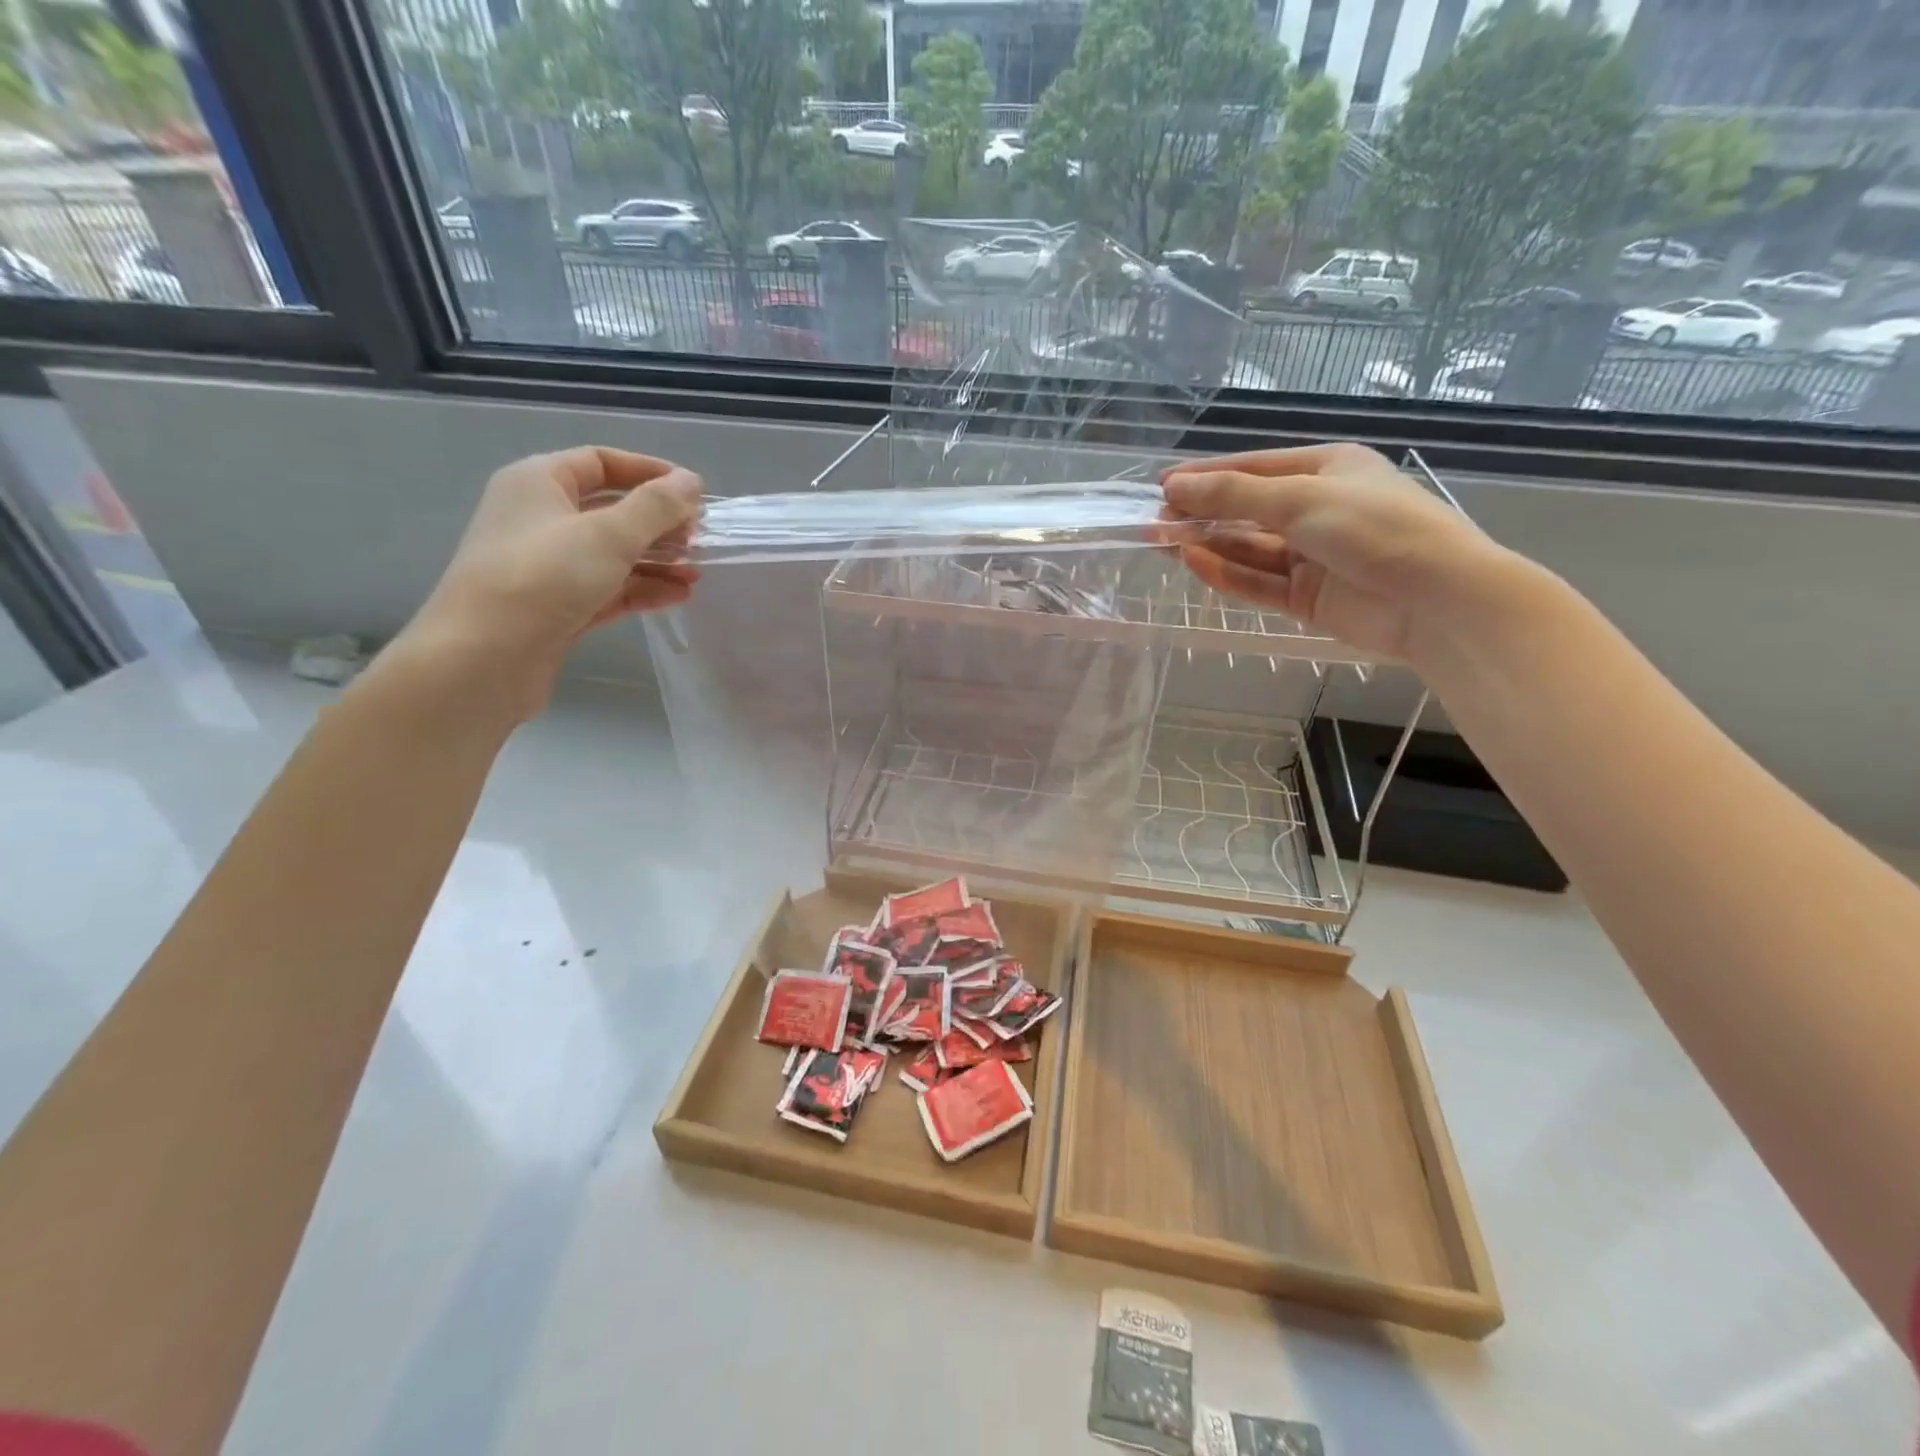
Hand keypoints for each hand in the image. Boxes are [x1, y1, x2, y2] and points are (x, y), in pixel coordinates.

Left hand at [400, 447, 701, 715]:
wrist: (484, 658)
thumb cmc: (543, 579)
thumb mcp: (608, 534)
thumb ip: (655, 506)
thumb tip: (691, 481)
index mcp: (538, 483)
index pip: (600, 462)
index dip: (649, 471)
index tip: (693, 491)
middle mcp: (540, 519)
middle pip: (610, 510)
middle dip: (658, 524)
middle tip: (699, 539)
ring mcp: (548, 567)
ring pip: (613, 554)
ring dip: (657, 561)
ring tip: (695, 574)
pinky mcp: (558, 608)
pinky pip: (609, 589)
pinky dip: (642, 589)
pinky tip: (678, 597)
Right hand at [1160, 442, 1527, 664]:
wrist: (1436, 599)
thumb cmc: (1373, 528)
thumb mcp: (1299, 500)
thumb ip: (1233, 497)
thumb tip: (1174, 487)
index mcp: (1326, 470)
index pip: (1254, 469)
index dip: (1207, 476)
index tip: (1162, 486)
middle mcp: (1317, 509)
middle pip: (1246, 510)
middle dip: (1201, 514)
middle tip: (1154, 522)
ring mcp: (1312, 556)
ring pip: (1248, 548)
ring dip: (1207, 544)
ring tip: (1162, 543)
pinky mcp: (1307, 597)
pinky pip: (1258, 581)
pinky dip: (1227, 573)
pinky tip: (1194, 563)